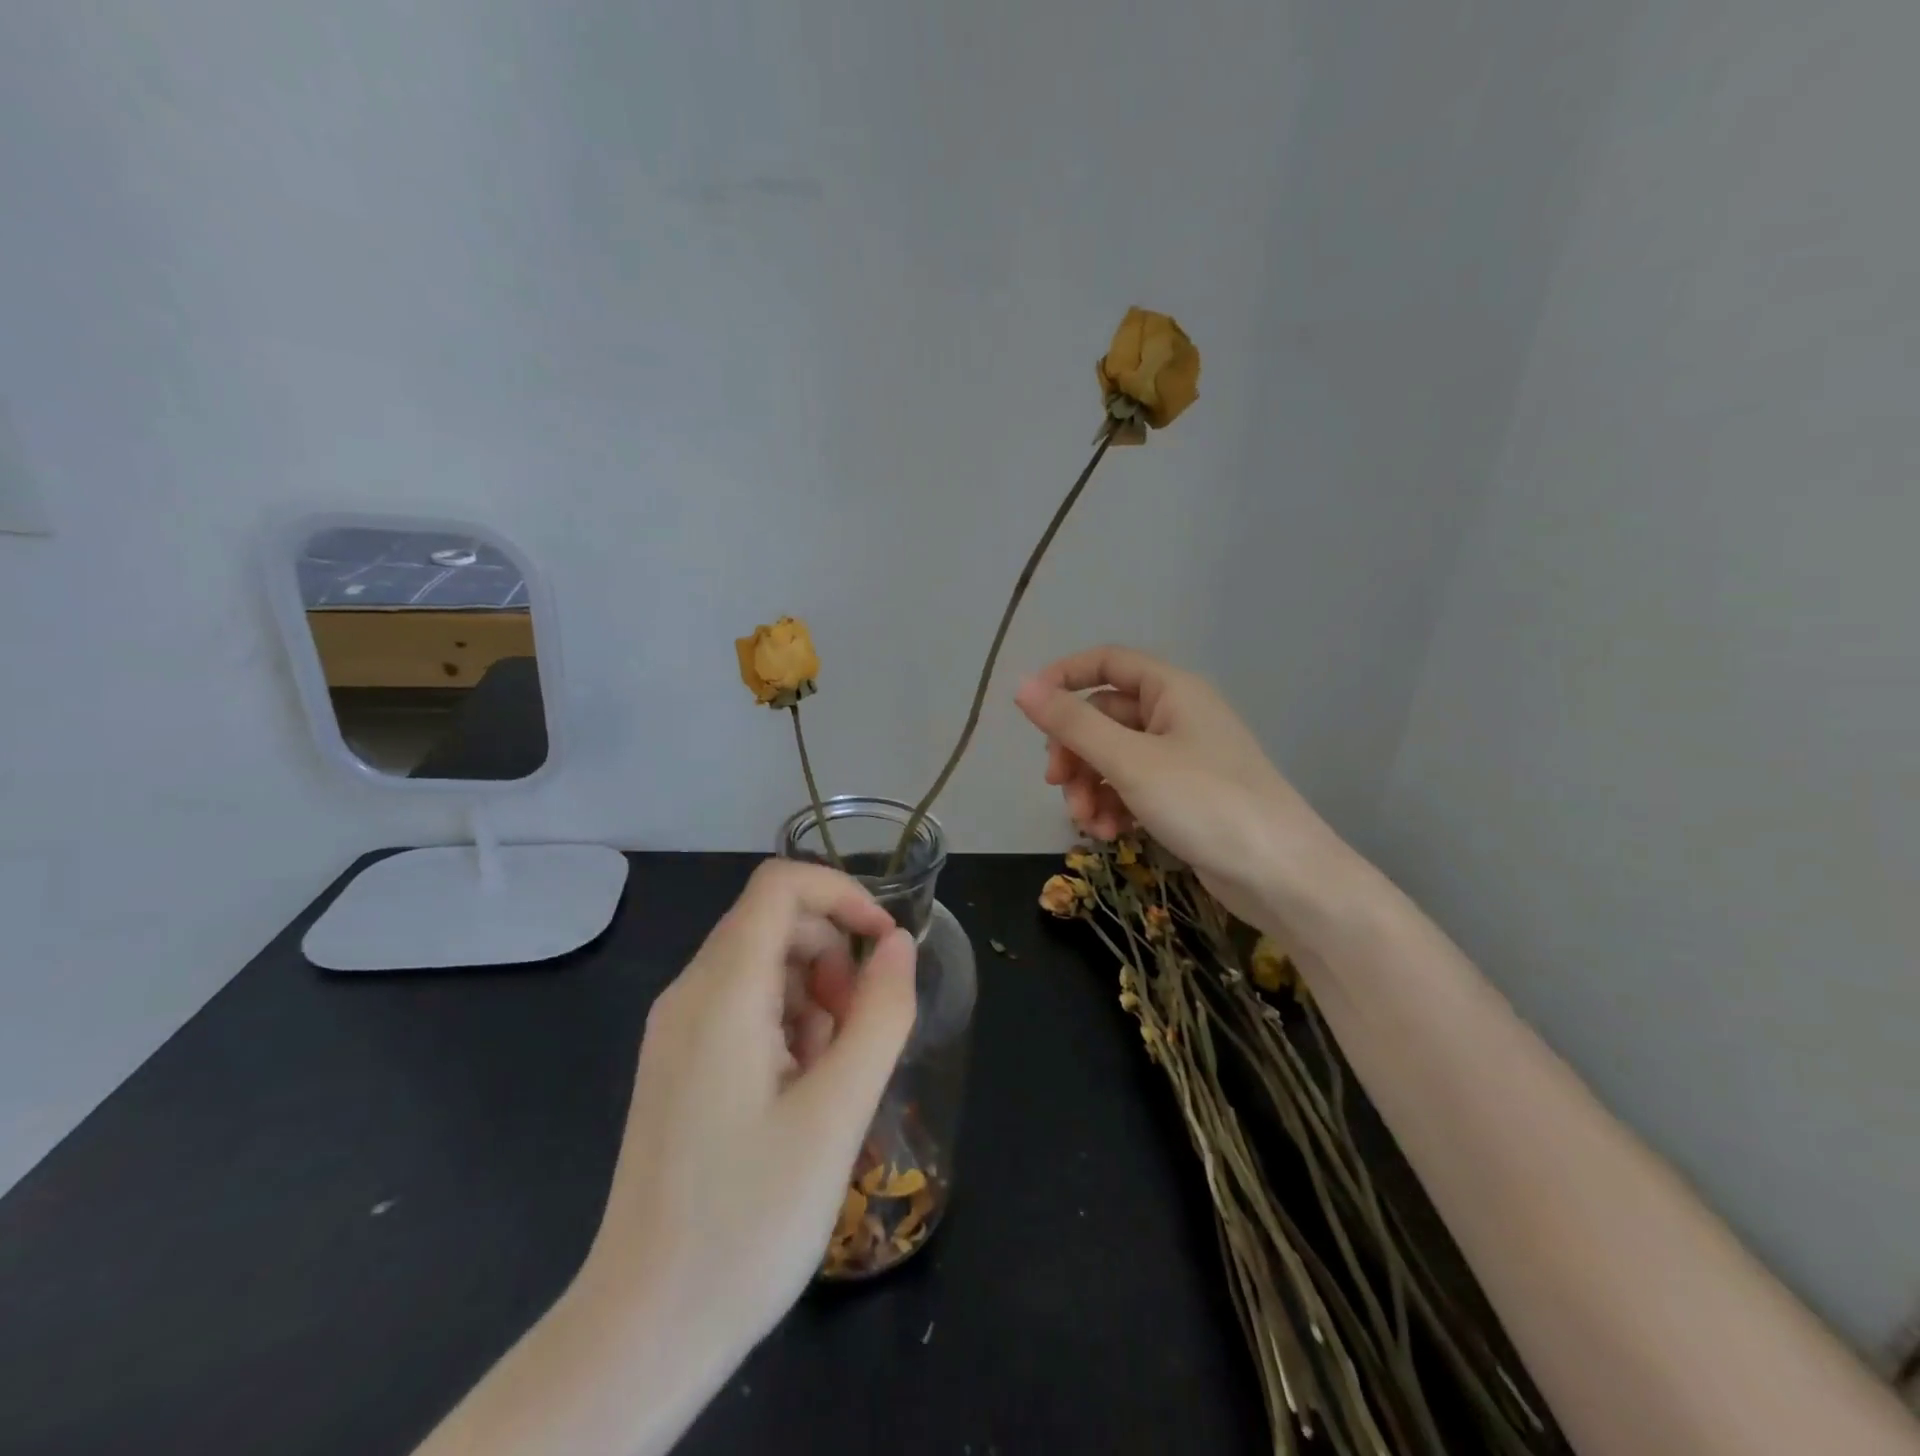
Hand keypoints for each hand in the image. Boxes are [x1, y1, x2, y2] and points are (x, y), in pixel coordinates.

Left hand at [582, 860, 916, 1370]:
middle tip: (859, 1034)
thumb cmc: (749, 1218)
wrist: (645, 1329)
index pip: (780, 885)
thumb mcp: (837, 1112)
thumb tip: (897, 944)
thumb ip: (879, 1014)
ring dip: (815, 998)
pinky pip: (744, 1007)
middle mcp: (689, 994)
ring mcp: (678, 1030)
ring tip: (831, 1077)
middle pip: (775, 924)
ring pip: (764, 966)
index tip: (885, 946)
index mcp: (720, 992)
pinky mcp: (679, 1063)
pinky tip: (799, 1093)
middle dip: (834, 958)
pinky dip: (788, 1026)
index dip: (843, 894)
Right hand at [1015, 644, 1356, 928]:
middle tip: (1057, 786)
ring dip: (1090, 787)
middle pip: (1104, 717)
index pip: (1106, 663)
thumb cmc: (1206, 803)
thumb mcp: (1130, 761)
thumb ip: (1073, 724)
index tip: (1030, 711)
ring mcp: (1182, 758)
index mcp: (1171, 690)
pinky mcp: (1184, 796)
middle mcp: (1176, 716)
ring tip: (1087, 824)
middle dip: (1075, 752)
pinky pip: (1133, 787)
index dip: (1064, 679)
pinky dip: (1114, 806)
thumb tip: (1022, 687)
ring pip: (1114, 758)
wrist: (1281, 875)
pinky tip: (1110, 834)